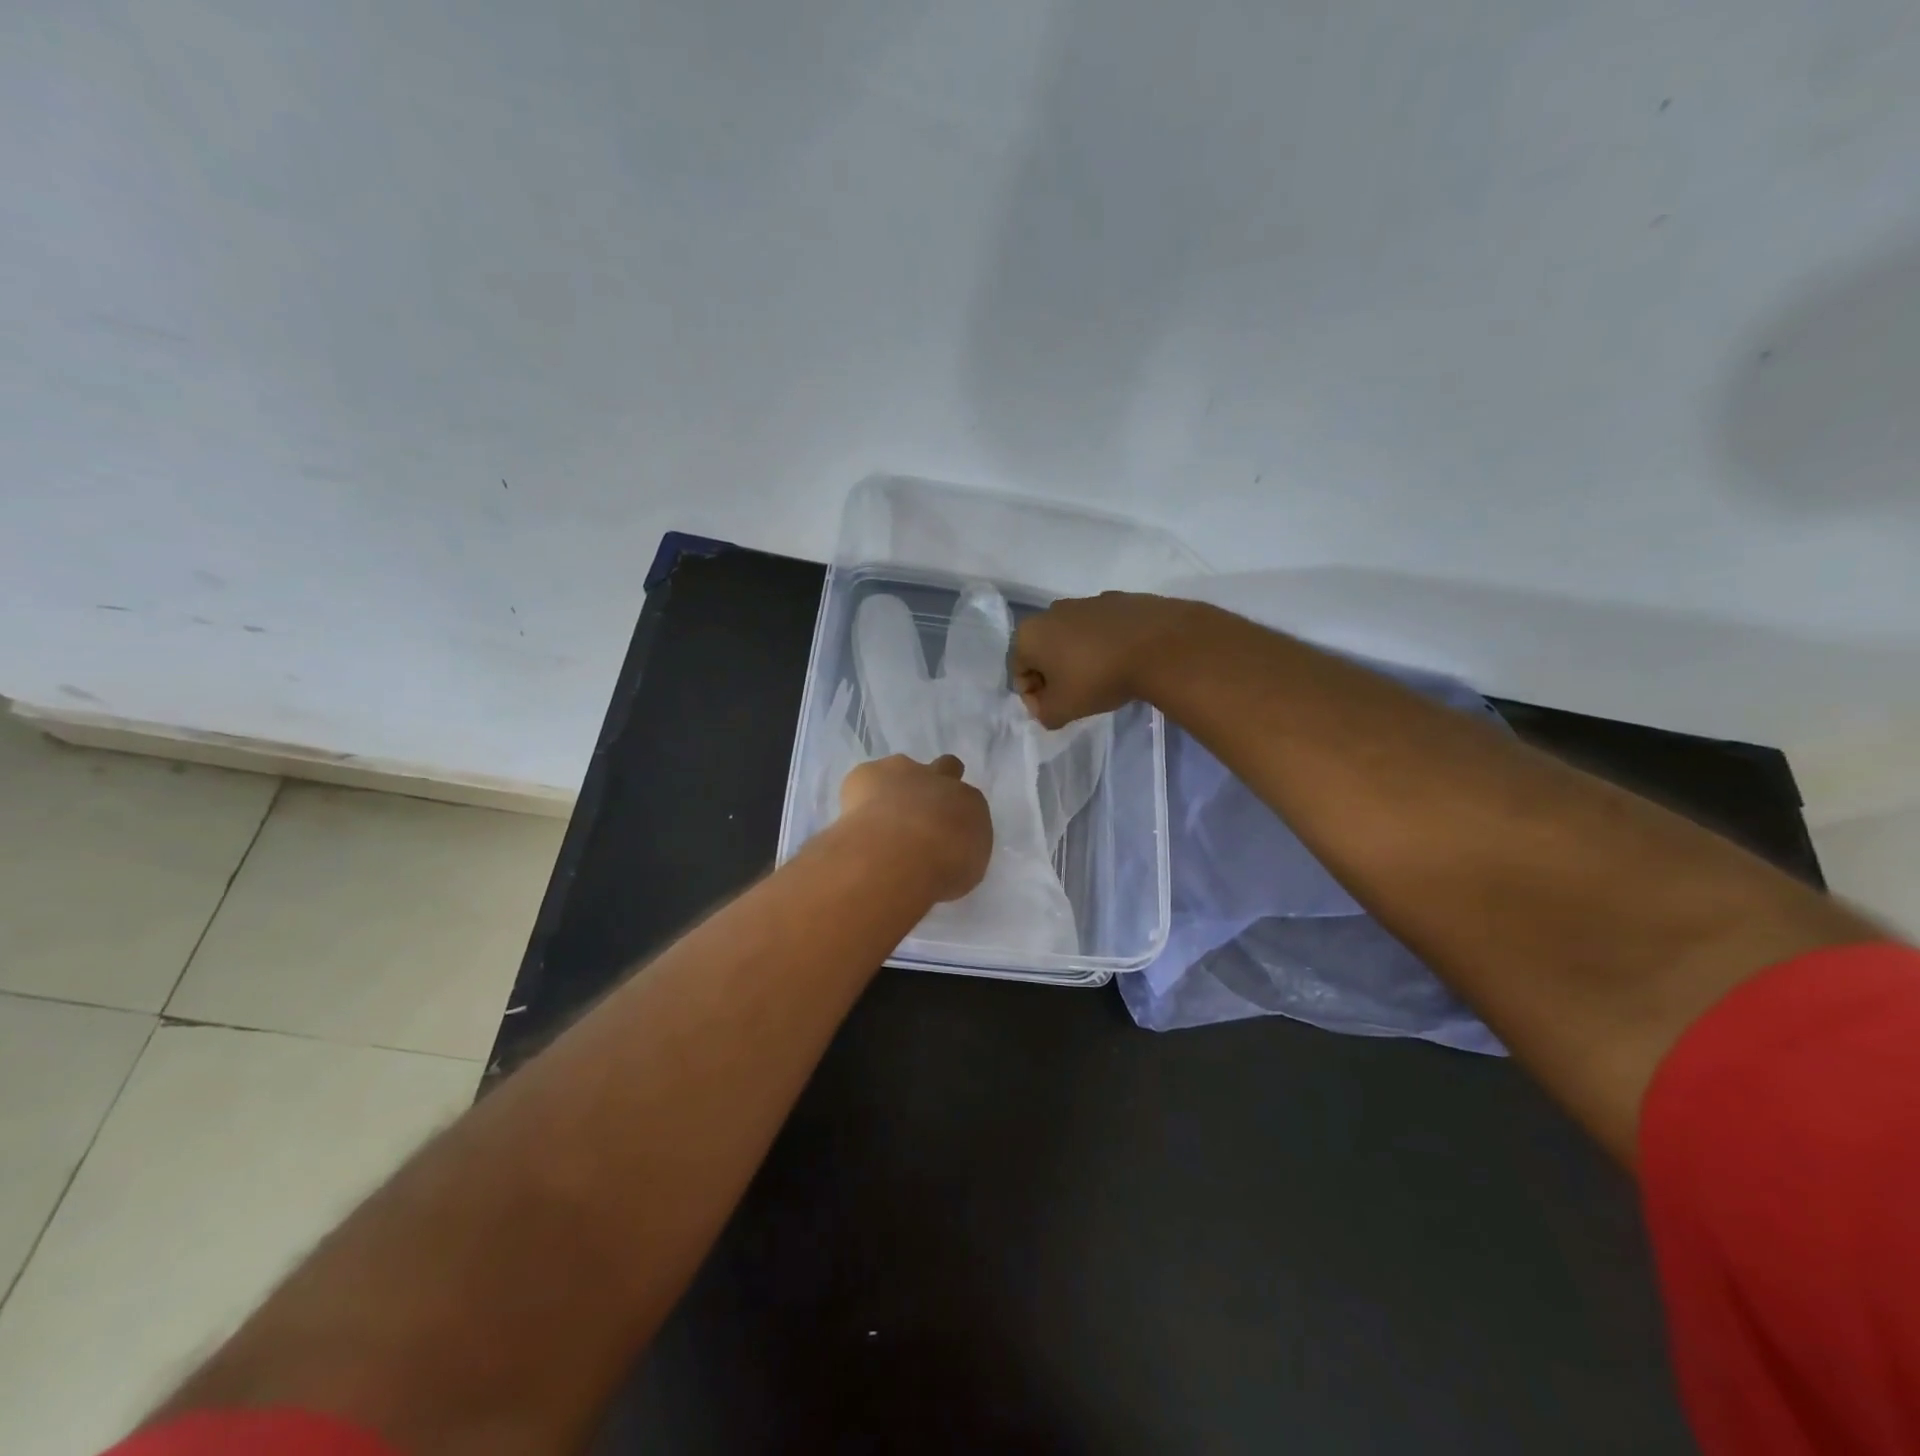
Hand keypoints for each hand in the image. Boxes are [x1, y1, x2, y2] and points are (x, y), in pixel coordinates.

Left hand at [840, 754, 991, 901]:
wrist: (900, 853)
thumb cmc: (941, 870)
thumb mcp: (964, 872)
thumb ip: (956, 854)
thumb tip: (942, 854)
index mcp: (971, 804)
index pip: (968, 802)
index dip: (954, 817)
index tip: (943, 837)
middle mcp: (941, 780)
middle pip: (946, 767)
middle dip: (935, 782)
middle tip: (919, 812)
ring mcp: (903, 771)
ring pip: (903, 768)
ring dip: (895, 788)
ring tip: (879, 821)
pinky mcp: (868, 773)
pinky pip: (866, 780)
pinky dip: (861, 797)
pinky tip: (855, 821)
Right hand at [1010, 592, 1205, 727]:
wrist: (1159, 645)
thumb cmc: (1098, 677)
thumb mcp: (1063, 710)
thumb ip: (1043, 713)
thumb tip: (1045, 707)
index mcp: (1029, 633)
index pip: (1019, 673)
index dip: (1034, 698)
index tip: (1055, 712)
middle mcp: (1052, 611)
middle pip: (1044, 652)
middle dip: (1055, 676)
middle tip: (1076, 698)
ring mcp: (1086, 601)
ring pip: (1072, 638)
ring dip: (1079, 659)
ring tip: (1102, 679)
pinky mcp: (1117, 600)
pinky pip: (1100, 629)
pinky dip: (1103, 645)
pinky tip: (1122, 661)